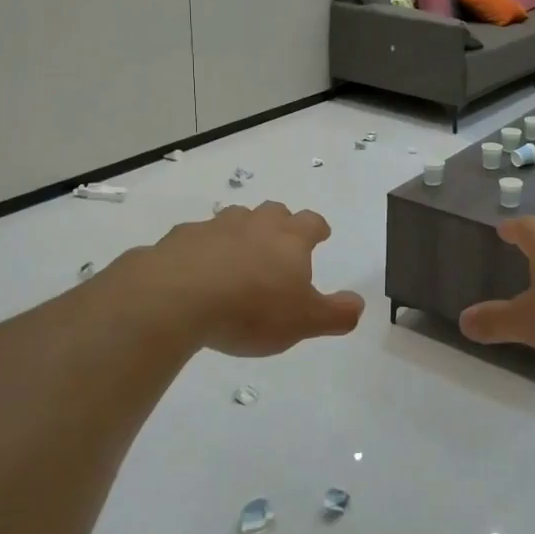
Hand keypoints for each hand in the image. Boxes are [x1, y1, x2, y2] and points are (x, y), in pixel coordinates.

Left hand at [103, 201, 364, 357]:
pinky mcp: (180, 239)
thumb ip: (336, 313)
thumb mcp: (303, 321)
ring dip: (242, 233)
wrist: (176, 297)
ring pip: (235, 219)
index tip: (320, 236)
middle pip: (274, 212)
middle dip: (280, 224)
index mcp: (289, 239)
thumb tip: (359, 304)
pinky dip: (203, 249)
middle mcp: (255, 224)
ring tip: (239, 257)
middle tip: (280, 244)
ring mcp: (215, 227)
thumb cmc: (251, 309)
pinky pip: (197, 238)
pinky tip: (197, 271)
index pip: (312, 223)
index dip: (318, 229)